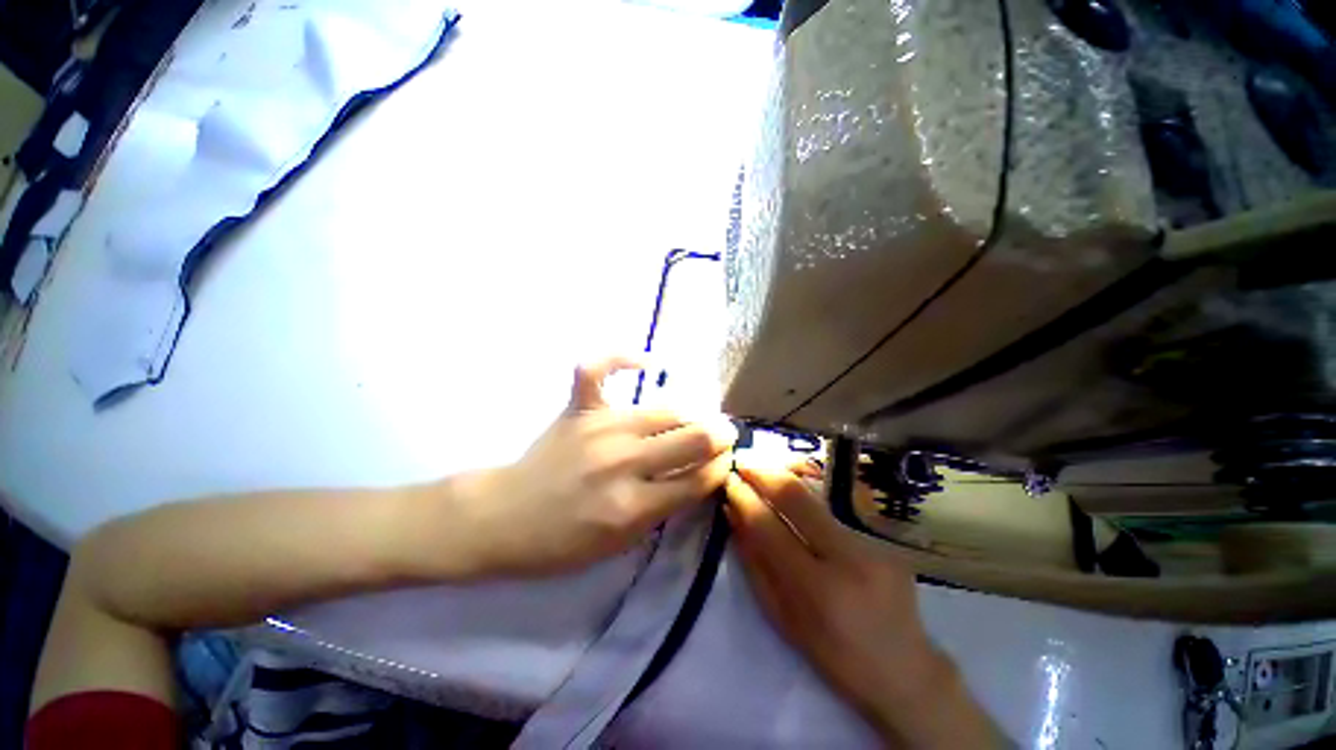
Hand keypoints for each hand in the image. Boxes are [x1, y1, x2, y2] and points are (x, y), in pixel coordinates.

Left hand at [456, 357, 736, 577]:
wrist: (504, 518)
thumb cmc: (563, 542)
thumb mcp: (622, 544)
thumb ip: (664, 508)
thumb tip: (698, 474)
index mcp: (632, 506)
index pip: (698, 478)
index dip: (720, 467)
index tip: (725, 461)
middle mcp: (622, 461)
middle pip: (692, 438)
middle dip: (719, 436)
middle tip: (723, 435)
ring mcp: (599, 428)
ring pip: (665, 410)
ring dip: (692, 413)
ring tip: (699, 418)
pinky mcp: (578, 408)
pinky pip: (597, 368)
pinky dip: (621, 358)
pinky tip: (644, 362)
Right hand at [725, 463, 1005, 747]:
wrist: (905, 670)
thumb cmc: (833, 655)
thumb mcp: (782, 617)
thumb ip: (754, 562)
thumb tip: (732, 512)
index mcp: (817, 590)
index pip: (768, 526)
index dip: (744, 496)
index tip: (728, 478)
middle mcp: (848, 557)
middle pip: (796, 496)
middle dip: (763, 471)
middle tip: (742, 460)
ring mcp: (872, 542)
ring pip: (817, 493)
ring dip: (784, 474)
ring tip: (762, 466)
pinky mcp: (885, 536)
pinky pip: (834, 506)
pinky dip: (807, 492)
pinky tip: (794, 487)